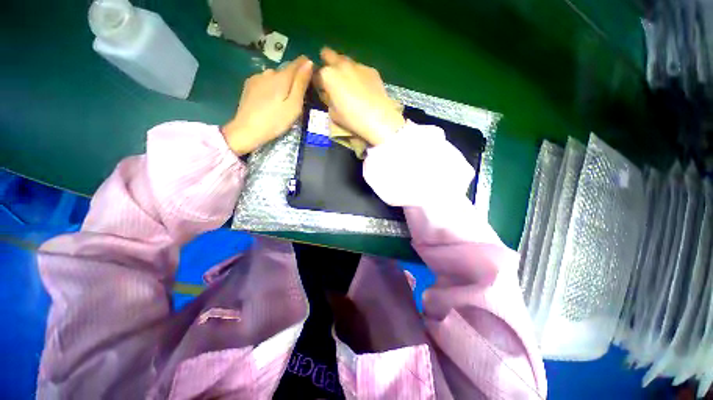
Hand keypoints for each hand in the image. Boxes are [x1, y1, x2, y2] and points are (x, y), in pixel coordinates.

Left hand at [222, 56, 312, 154]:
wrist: (247, 130)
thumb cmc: (275, 120)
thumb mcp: (294, 105)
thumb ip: (301, 84)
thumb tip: (309, 62)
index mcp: (282, 76)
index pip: (299, 62)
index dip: (307, 66)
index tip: (313, 78)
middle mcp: (269, 72)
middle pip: (286, 70)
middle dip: (294, 79)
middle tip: (298, 98)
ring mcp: (257, 77)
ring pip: (275, 76)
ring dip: (282, 84)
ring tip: (283, 101)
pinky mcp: (249, 85)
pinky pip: (266, 81)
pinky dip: (272, 87)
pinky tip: (271, 101)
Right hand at [316, 48, 405, 145]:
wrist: (378, 118)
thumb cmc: (352, 119)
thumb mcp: (333, 113)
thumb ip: (328, 99)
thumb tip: (328, 93)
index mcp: (327, 75)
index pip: (316, 74)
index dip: (318, 82)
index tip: (322, 89)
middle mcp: (341, 65)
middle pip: (328, 54)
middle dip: (327, 62)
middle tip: (332, 76)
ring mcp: (357, 65)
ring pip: (345, 60)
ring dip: (343, 68)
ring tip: (349, 83)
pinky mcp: (371, 69)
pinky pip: (360, 68)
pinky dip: (358, 75)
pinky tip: (364, 87)